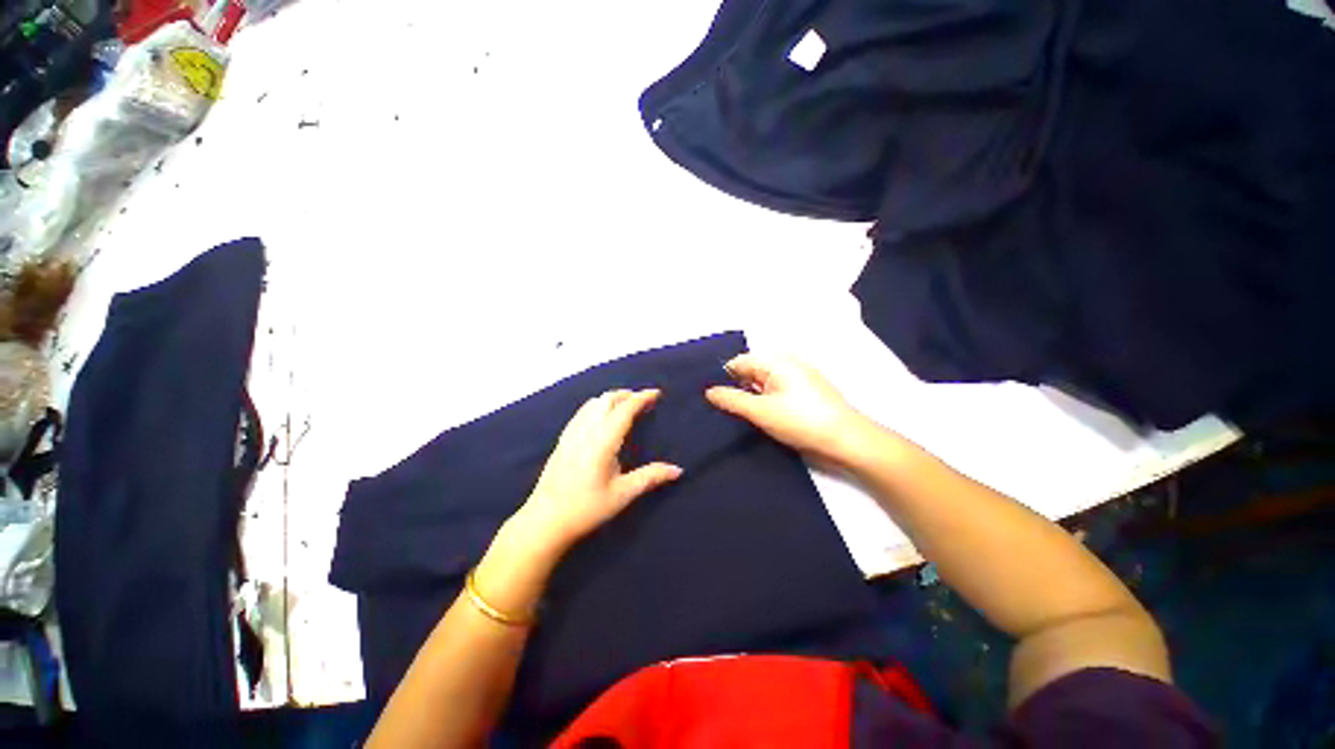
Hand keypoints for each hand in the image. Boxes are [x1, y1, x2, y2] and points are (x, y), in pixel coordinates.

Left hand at [513, 389, 682, 552]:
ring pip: (594, 402)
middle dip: (628, 395)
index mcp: (603, 441)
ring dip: (612, 398)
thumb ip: (650, 477)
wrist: (544, 520)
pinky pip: (583, 411)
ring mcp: (571, 432)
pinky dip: (598, 405)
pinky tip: (602, 418)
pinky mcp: (563, 438)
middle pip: (608, 399)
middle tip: (644, 401)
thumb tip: (678, 470)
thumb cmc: (586, 509)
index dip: (642, 397)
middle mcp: (586, 430)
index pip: (625, 409)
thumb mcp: (622, 494)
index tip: (657, 393)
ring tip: (626, 407)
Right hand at [705, 354, 869, 462]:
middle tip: (713, 409)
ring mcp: (795, 379)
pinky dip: (762, 403)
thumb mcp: (761, 411)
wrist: (847, 441)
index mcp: (775, 361)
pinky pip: (773, 393)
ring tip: (728, 416)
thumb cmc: (801, 421)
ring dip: (747, 398)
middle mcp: (785, 364)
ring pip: (761, 385)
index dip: (721, 378)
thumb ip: (731, 400)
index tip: (705, 397)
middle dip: (734, 388)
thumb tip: (708, 391)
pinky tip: (751, 418)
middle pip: (749, 373)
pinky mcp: (802, 394)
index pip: (737, 363)